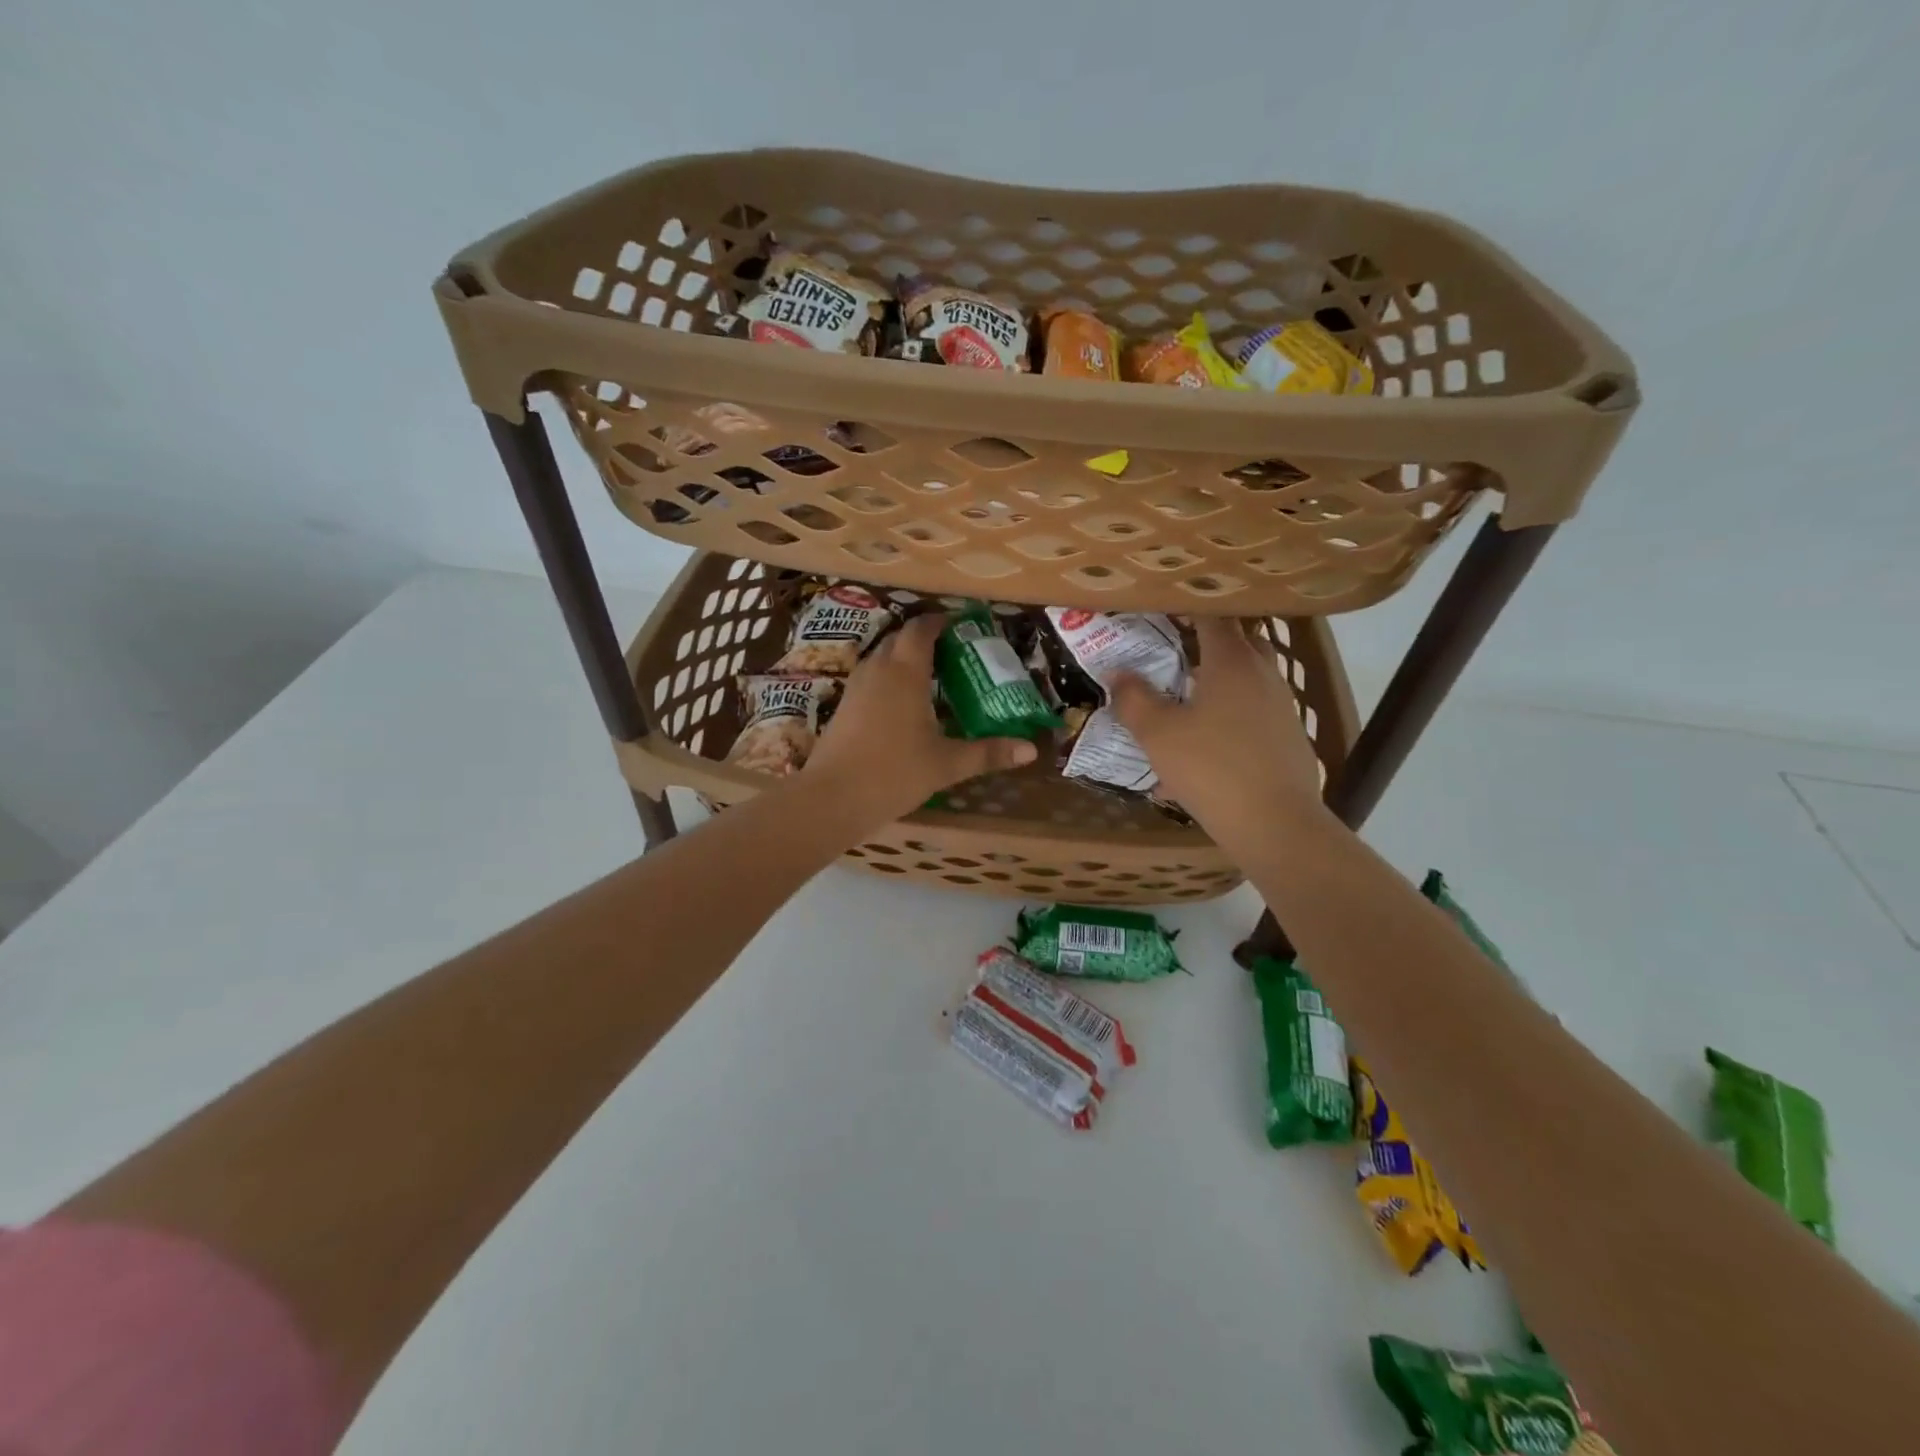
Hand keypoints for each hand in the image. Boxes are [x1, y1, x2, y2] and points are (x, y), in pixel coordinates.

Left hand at [804, 614, 1037, 823]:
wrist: (832, 798)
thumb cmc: (894, 773)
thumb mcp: (947, 764)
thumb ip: (988, 753)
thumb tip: (1030, 750)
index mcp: (905, 672)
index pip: (921, 630)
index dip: (940, 623)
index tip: (961, 627)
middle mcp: (878, 669)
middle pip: (900, 639)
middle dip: (925, 639)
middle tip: (953, 654)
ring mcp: (856, 687)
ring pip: (882, 658)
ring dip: (904, 659)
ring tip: (931, 677)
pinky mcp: (843, 706)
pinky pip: (870, 678)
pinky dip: (888, 679)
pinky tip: (903, 705)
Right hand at [1109, 617, 1330, 849]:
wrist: (1277, 825)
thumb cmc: (1211, 769)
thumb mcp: (1158, 735)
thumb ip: (1134, 699)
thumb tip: (1118, 674)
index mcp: (1231, 661)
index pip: (1211, 615)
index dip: (1184, 608)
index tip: (1159, 610)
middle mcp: (1262, 674)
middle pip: (1235, 643)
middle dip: (1203, 643)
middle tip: (1169, 652)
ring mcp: (1280, 706)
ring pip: (1244, 681)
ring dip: (1215, 684)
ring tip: (1182, 702)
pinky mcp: (1287, 738)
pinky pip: (1251, 715)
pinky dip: (1227, 720)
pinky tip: (1201, 753)